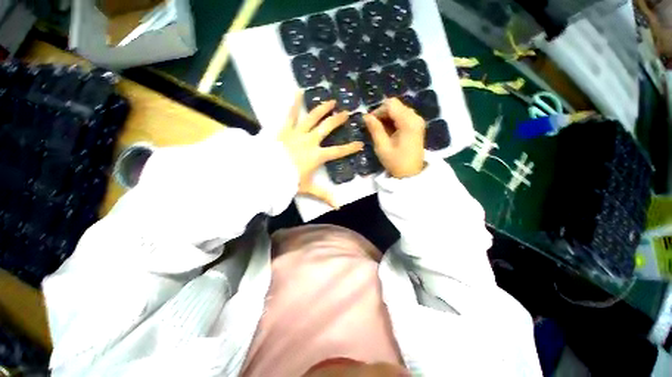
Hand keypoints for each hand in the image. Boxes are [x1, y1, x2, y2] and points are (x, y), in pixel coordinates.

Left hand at [279, 94, 363, 207]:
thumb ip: (324, 196)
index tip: (360, 144)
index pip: (339, 151)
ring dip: (323, 109)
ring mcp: (298, 133)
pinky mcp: (286, 129)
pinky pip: (291, 114)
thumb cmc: (290, 180)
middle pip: (327, 128)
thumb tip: (338, 207)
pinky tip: (299, 91)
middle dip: (338, 120)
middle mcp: (311, 141)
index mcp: (318, 155)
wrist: (268, 172)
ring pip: (313, 118)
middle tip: (347, 113)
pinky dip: (294, 103)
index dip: (350, 148)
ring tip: (331, 101)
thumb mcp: (308, 188)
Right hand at [363, 98, 424, 177]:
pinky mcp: (416, 126)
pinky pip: (403, 116)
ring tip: (380, 131)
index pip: (390, 104)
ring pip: (399, 110)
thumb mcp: (382, 147)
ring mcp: (417, 121)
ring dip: (387, 118)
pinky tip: (388, 132)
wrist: (411, 174)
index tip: (370, 122)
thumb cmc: (396, 162)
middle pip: (395, 105)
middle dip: (382, 114)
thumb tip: (365, 116)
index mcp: (408, 122)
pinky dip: (393, 121)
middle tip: (373, 127)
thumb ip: (375, 129)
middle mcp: (415, 117)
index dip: (378, 110)